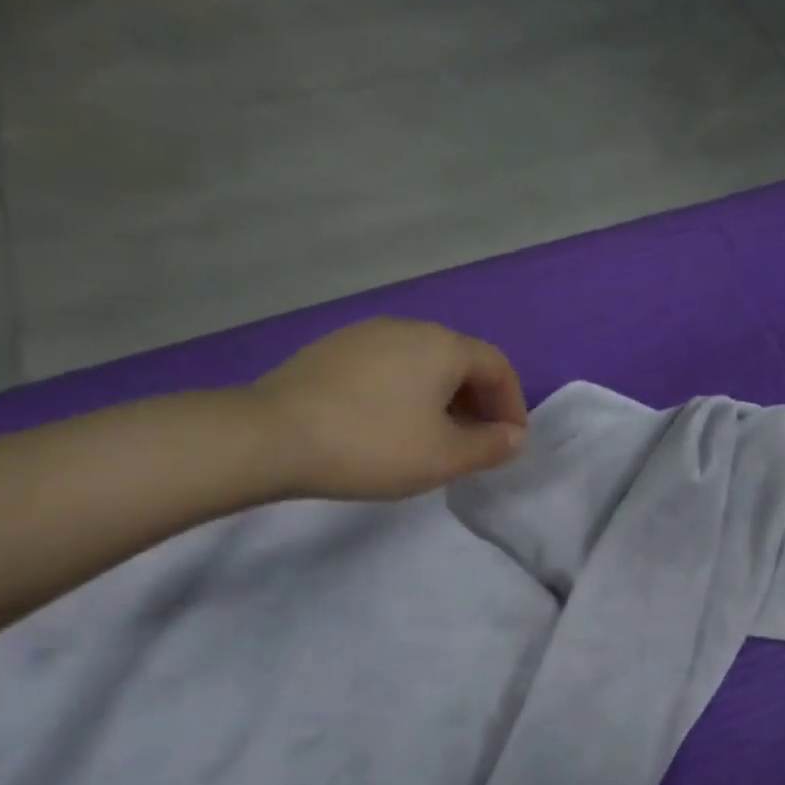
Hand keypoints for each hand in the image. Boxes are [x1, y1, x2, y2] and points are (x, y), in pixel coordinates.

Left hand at [245, 319, 528, 500]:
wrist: (270, 436)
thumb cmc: (374, 445)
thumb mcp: (446, 456)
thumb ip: (490, 446)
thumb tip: (514, 436)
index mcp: (443, 346)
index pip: (497, 366)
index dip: (513, 404)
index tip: (510, 442)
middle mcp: (408, 328)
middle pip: (461, 361)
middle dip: (479, 402)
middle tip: (476, 443)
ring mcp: (365, 335)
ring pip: (423, 364)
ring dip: (443, 399)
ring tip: (434, 438)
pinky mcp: (332, 350)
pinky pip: (389, 368)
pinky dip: (406, 393)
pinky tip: (389, 426)